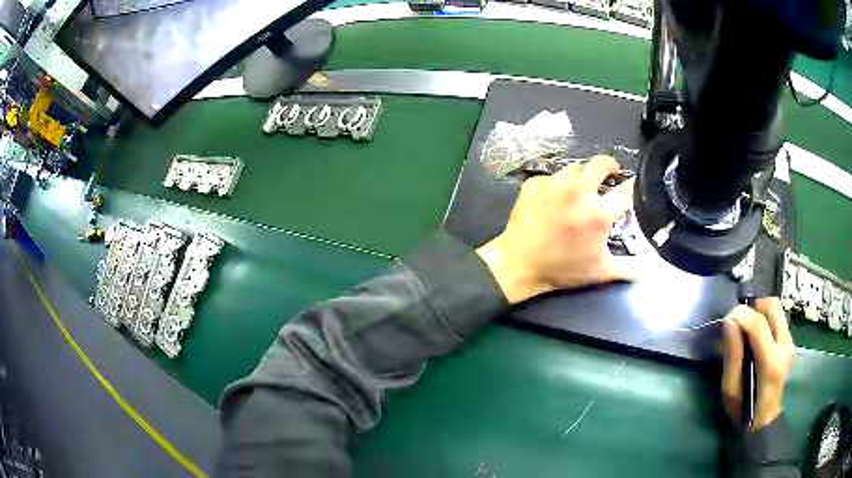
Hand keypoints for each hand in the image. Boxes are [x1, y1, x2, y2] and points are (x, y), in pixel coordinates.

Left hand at [475, 155, 636, 303]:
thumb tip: (648, 269)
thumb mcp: (600, 272)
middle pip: (602, 163)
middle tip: (611, 175)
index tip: (634, 189)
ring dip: (584, 175)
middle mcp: (578, 191)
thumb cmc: (562, 269)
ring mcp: (554, 183)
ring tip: (582, 189)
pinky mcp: (535, 182)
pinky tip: (556, 198)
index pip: (627, 189)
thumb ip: (628, 268)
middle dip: (610, 166)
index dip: (635, 187)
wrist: (518, 263)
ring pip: (577, 167)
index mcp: (598, 212)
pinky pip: (554, 176)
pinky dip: (559, 184)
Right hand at [721, 298, 795, 429]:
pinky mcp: (790, 342)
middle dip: (754, 306)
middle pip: (773, 306)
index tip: (727, 319)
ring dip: (759, 312)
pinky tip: (755, 336)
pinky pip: (778, 319)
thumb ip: (732, 354)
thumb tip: (729, 321)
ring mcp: (790, 343)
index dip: (742, 314)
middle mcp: (785, 346)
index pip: (759, 324)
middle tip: (738, 320)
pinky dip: (764, 320)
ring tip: (746, 327)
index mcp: (770, 362)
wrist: (763, 421)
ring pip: (776, 309)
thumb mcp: (730, 389)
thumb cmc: (742, 410)